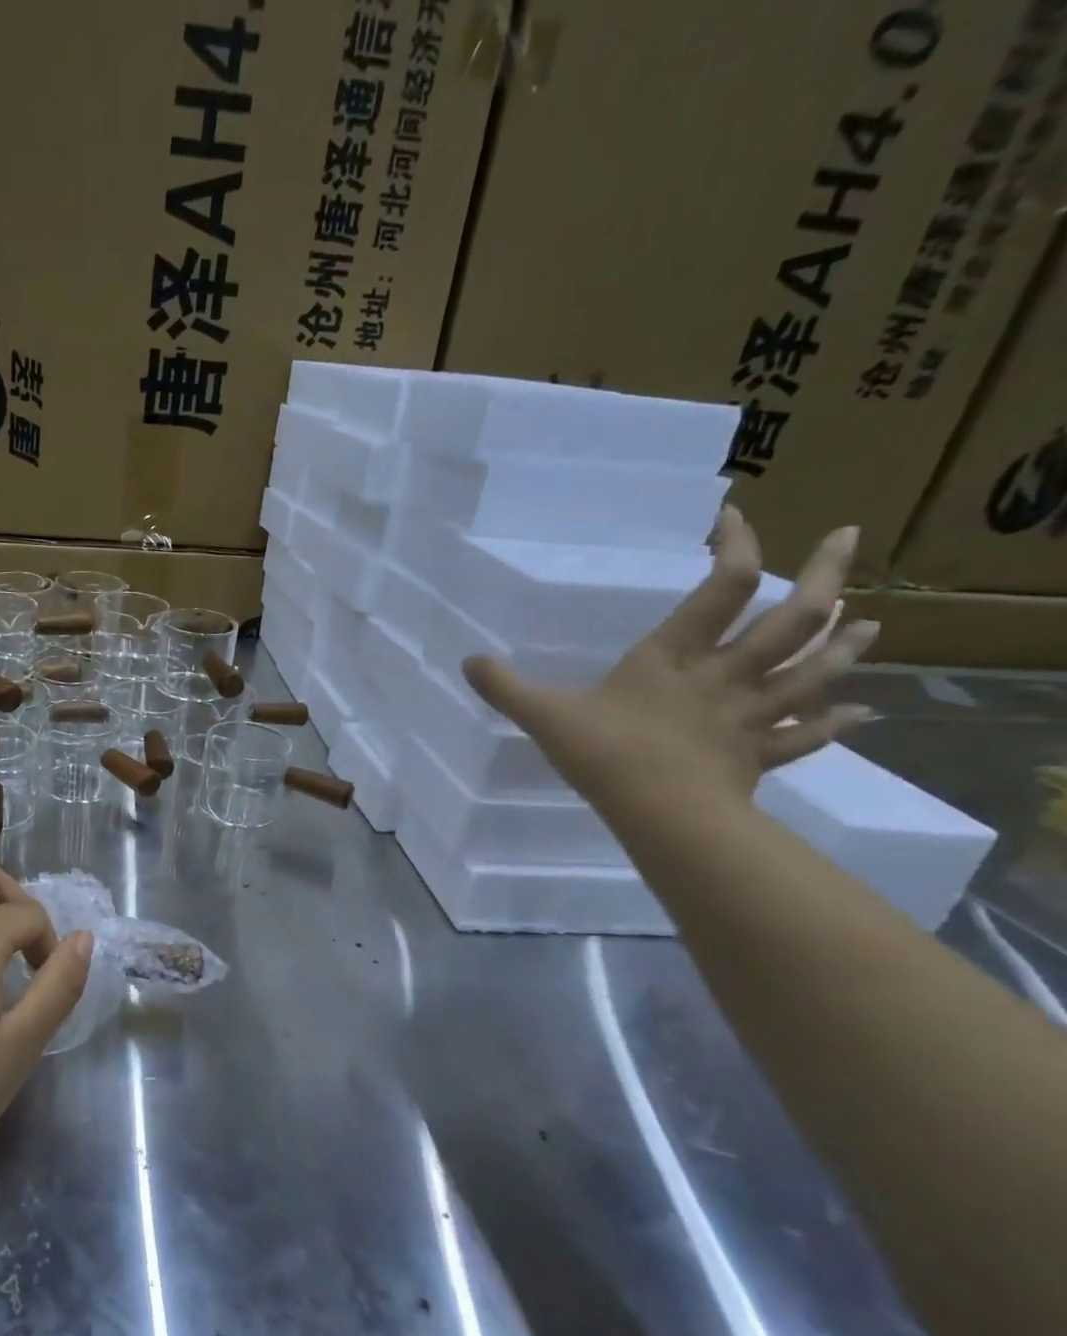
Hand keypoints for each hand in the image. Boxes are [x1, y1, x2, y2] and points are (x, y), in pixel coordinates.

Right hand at [462, 508, 877, 806]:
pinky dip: (834, 723)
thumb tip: (466, 662)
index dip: (736, 548)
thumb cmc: (607, 754)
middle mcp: (723, 676)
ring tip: (872, 621)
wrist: (663, 814)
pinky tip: (862, 713)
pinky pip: (805, 735)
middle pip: (788, 621)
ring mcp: (748, 716)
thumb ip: (506, 687)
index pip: (720, 589)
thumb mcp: (545, 715)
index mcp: (673, 658)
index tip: (735, 517)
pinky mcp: (758, 754)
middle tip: (846, 539)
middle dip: (822, 576)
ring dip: (843, 645)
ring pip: (810, 672)